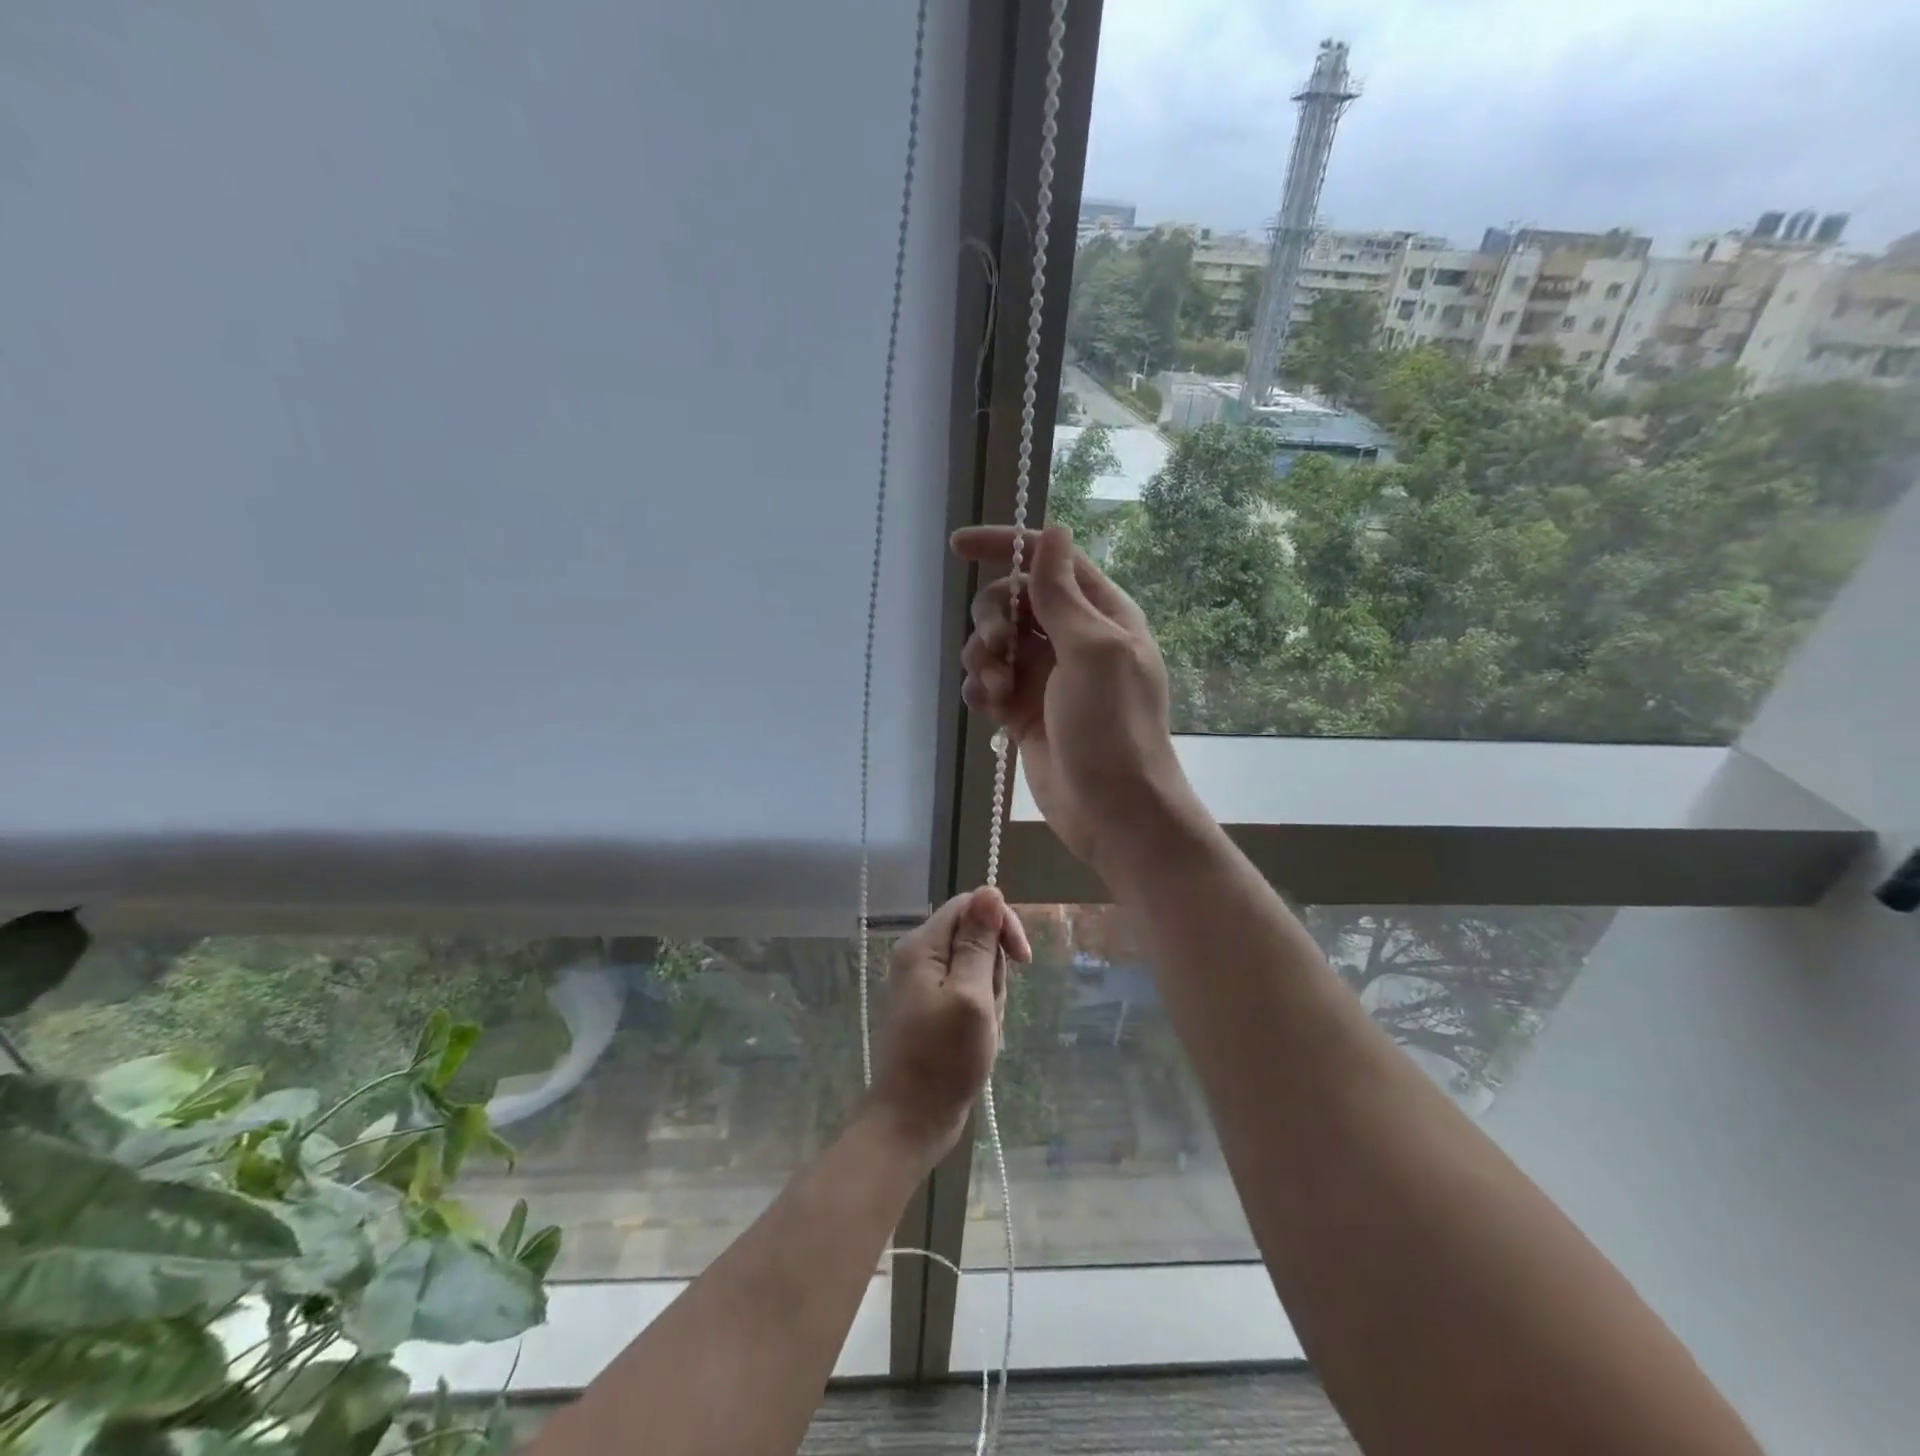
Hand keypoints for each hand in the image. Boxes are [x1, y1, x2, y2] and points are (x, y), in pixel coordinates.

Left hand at [868, 887, 1030, 1163]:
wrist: (912, 1120)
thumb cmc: (944, 1059)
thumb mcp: (972, 996)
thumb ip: (979, 942)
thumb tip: (990, 889)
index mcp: (922, 946)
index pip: (970, 905)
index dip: (1000, 923)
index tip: (1022, 960)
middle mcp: (918, 955)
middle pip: (973, 935)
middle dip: (993, 969)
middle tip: (988, 1008)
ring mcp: (923, 982)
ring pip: (975, 965)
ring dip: (989, 994)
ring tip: (981, 1029)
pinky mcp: (930, 1005)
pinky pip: (967, 990)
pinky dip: (980, 1010)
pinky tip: (976, 1038)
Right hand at [952, 523, 1199, 875]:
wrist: (1113, 810)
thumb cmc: (1112, 725)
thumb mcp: (1092, 651)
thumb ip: (1062, 594)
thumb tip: (1053, 533)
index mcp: (1099, 614)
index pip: (1047, 560)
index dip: (1004, 546)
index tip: (957, 547)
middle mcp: (1071, 638)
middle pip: (1011, 601)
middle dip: (992, 619)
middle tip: (996, 650)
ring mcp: (1046, 676)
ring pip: (993, 643)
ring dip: (983, 659)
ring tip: (996, 690)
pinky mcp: (1024, 710)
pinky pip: (988, 684)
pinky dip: (980, 691)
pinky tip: (989, 711)